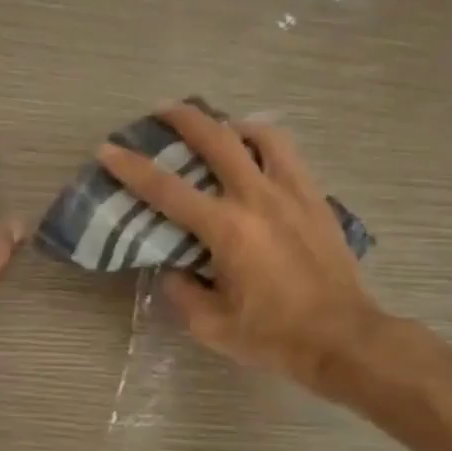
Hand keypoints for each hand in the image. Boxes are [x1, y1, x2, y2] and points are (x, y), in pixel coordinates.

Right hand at [97, 103, 386, 396]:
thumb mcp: (210, 326)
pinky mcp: (316, 200)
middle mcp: (257, 198)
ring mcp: (292, 193)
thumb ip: (181, 292)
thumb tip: (173, 268)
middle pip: (216, 140)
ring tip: (218, 130)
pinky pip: (288, 155)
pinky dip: (265, 144)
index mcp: (227, 229)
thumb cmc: (274, 336)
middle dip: (183, 119)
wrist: (344, 339)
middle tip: (162, 111)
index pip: (166, 190)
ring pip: (261, 135)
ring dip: (231, 125)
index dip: (131, 168)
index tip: (107, 149)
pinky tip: (257, 156)